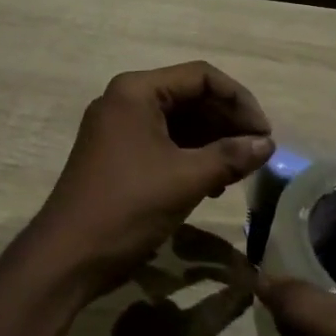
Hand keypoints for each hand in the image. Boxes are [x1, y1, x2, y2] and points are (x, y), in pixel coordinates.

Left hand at [27, 62, 273, 300]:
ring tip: (240, 170)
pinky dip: (192, 156)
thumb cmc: (127, 207)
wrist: (67, 258)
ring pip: (179, 121)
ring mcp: (119, 128)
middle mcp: (125, 100)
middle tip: (257, 152)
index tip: (264, 133)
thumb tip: (268, 144)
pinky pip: (164, 142)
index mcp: (136, 91)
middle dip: (227, 122)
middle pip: (190, 96)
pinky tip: (214, 183)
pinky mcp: (118, 154)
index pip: (201, 77)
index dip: (239, 100)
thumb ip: (230, 156)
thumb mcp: (186, 179)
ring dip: (212, 142)